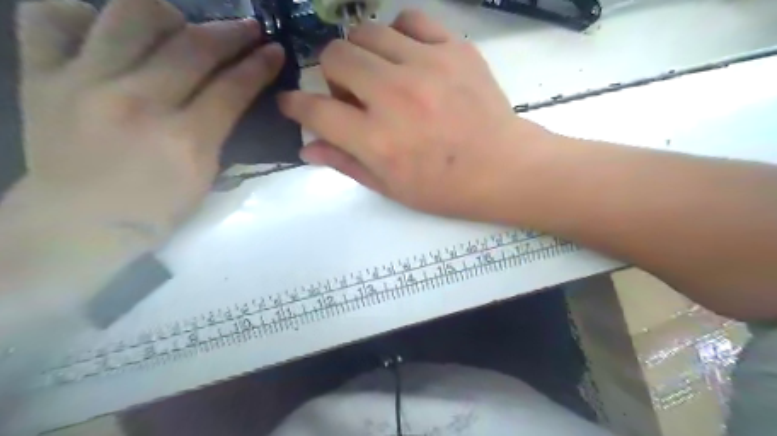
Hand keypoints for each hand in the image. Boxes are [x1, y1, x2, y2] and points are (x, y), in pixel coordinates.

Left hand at [15, 0, 284, 241]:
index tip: (274, 50)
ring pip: (128, 17)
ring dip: (167, 13)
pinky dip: (82, 12)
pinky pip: (49, 17)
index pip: (232, 88)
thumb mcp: (204, 178)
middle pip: (193, 48)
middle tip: (248, 28)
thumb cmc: (154, 210)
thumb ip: (218, 133)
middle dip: (230, 33)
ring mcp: (84, 83)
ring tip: (178, 24)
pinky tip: (105, 27)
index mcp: (185, 139)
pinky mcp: (41, 77)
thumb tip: (229, 95)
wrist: (78, 224)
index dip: (259, 65)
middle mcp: (137, 102)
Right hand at [280, 10, 551, 220]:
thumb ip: (346, 164)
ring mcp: (425, 66)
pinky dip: (398, 34)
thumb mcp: (391, 187)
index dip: (296, 105)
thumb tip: (307, 148)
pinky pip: (410, 19)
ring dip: (362, 53)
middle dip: (331, 75)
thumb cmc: (445, 188)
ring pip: (366, 31)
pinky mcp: (454, 49)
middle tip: (351, 94)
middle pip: (335, 56)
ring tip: (379, 75)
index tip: (294, 104)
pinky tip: (407, 56)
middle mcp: (394, 96)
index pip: (314, 111)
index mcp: (376, 139)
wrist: (503, 169)